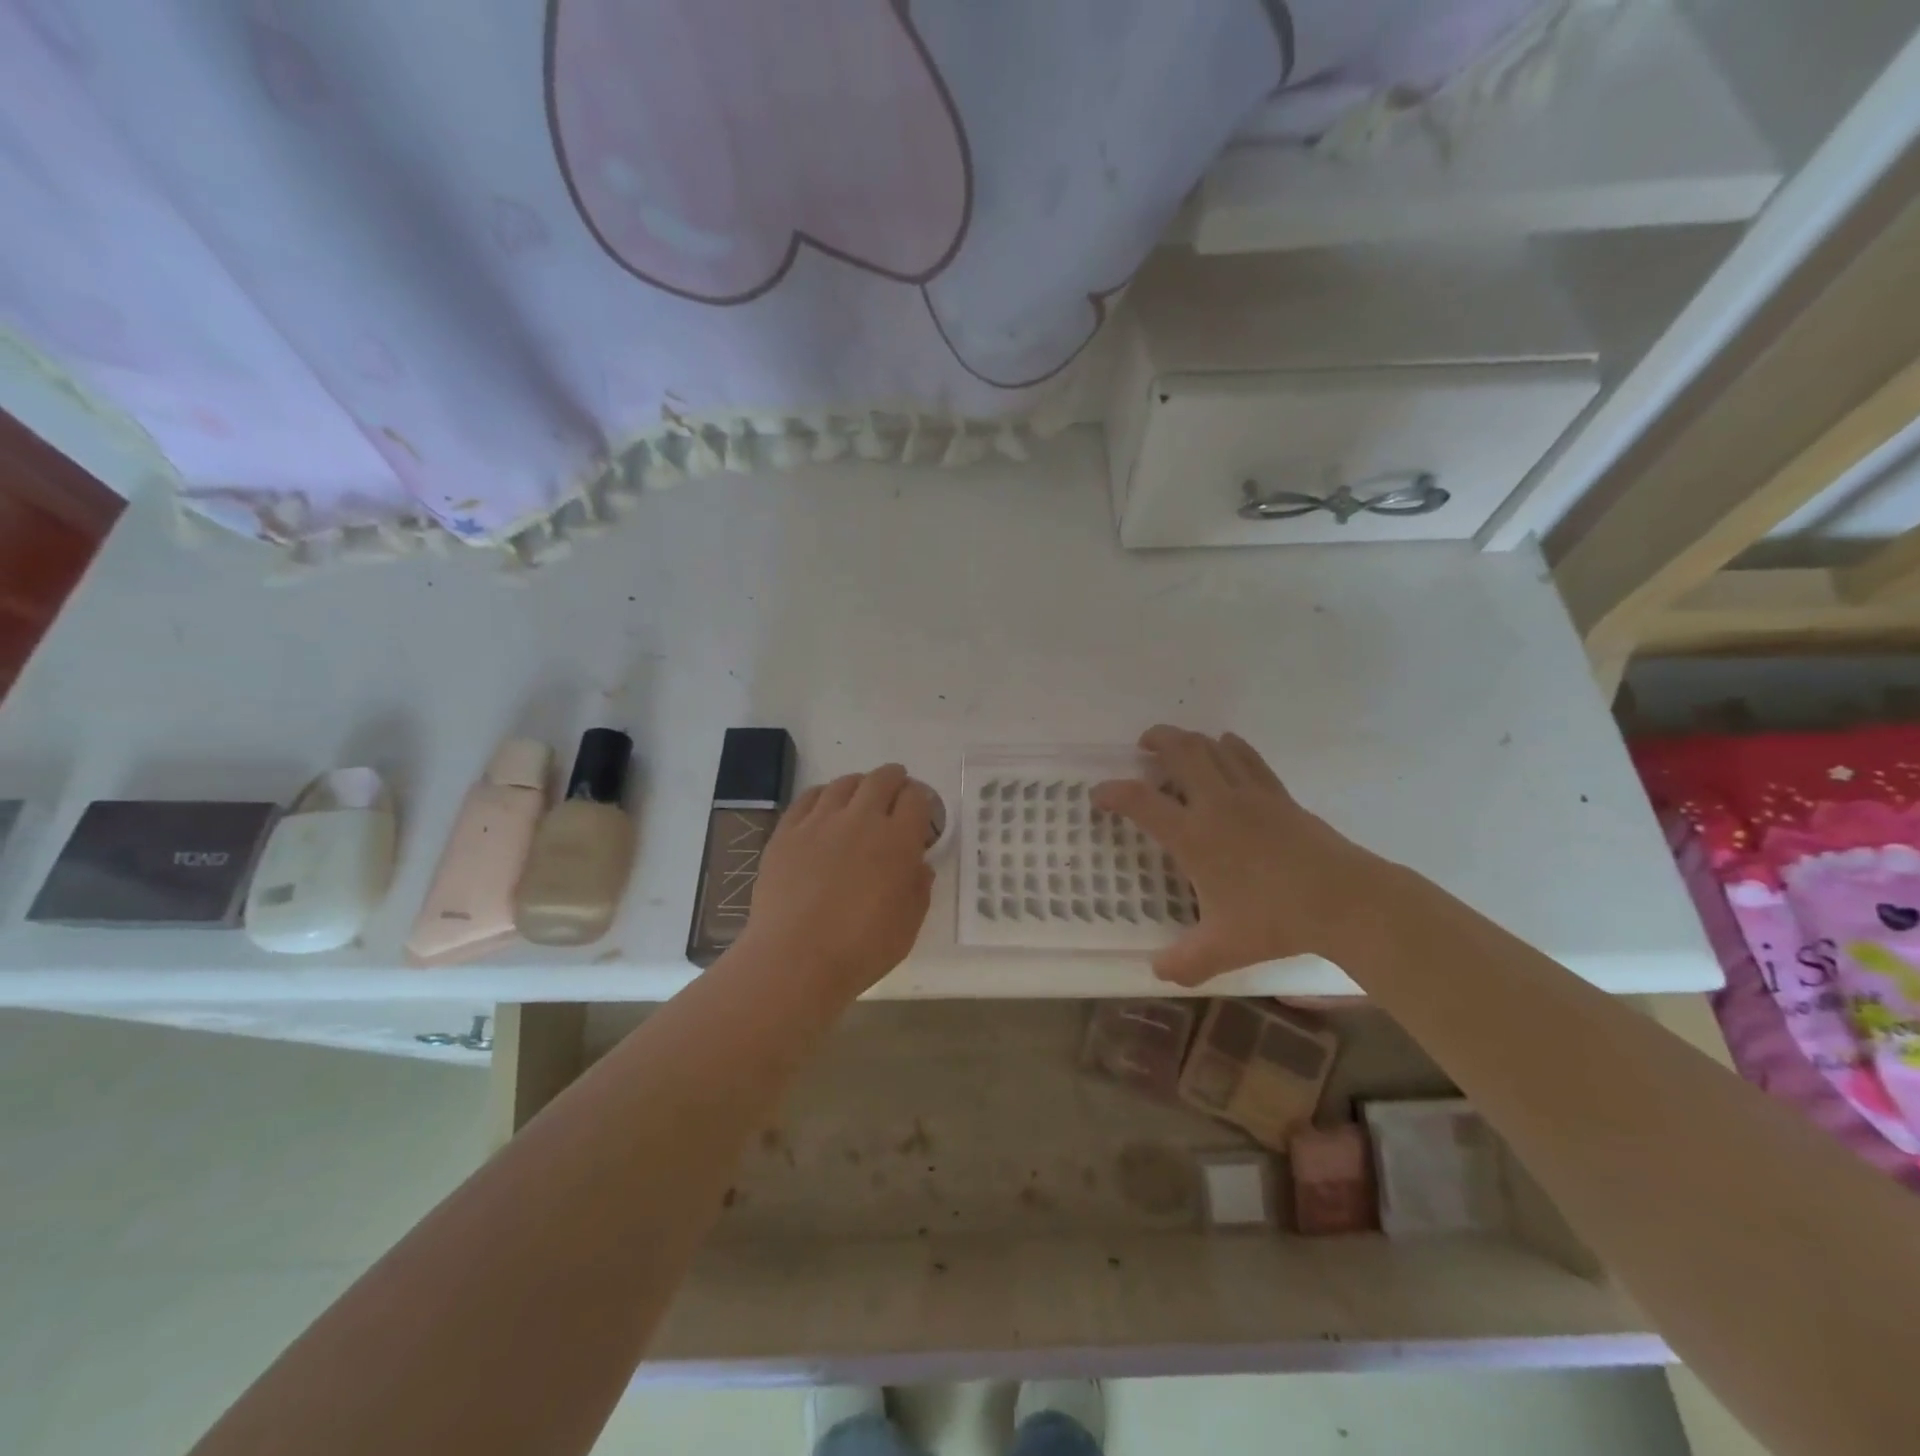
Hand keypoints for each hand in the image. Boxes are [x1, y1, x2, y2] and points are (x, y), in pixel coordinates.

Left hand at [736, 763, 933, 999]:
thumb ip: (918, 888)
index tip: (920, 812)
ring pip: (844, 783)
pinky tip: (824, 808)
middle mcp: (861, 819)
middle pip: (882, 779)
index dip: (921, 800)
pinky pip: (808, 798)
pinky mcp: (787, 831)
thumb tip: (918, 865)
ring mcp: (820, 822)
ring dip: (859, 785)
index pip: (917, 798)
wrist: (795, 960)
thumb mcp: (908, 925)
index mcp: (898, 841)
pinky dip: (823, 796)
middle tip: (895, 792)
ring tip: (860, 798)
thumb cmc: (861, 949)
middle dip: (895, 780)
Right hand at [1093, 726, 1384, 985]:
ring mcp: (1251, 795)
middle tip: (1143, 745)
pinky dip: (1231, 746)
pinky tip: (1226, 746)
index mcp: (1194, 836)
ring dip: (1191, 740)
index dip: (1112, 792)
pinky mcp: (1279, 795)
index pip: (1141, 801)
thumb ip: (1184, 961)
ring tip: (1179, 746)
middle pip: (1181, 752)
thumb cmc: (1276, 920)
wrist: (1345, 901)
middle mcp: (1217, 804)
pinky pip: (1248, 758)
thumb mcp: (1222, 949)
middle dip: (1157, 740)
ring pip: (1214, 747)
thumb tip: (1157, 971)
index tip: (1098, 795)